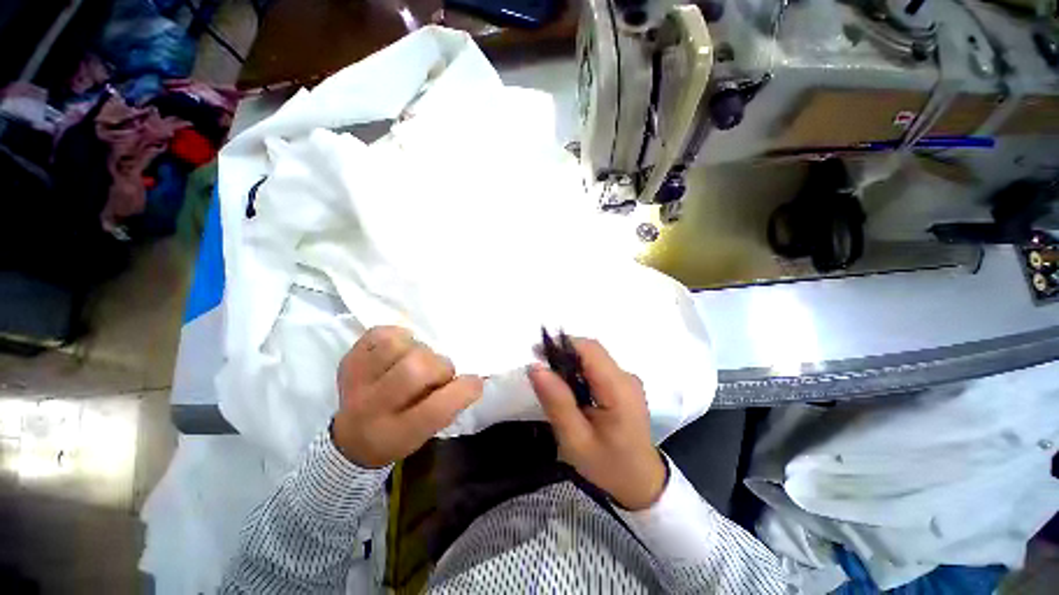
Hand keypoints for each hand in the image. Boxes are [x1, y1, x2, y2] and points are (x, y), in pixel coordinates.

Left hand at [332, 326, 482, 467]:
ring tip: (417, 358)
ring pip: (394, 346)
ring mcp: (356, 381)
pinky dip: (397, 336)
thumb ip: (449, 406)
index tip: (475, 381)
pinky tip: (400, 350)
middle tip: (439, 372)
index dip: (462, 390)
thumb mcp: (428, 433)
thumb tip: (470, 377)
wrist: (353, 438)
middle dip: (439, 366)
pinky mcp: (349, 360)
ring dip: (417, 348)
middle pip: (414, 370)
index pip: (436, 409)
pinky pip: (378, 334)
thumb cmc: (401, 434)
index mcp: (398, 433)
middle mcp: (372, 407)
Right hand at [528, 338, 666, 510]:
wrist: (641, 484)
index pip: (590, 349)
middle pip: (591, 351)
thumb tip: (536, 367)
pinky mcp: (624, 385)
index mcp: (619, 389)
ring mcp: (628, 380)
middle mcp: (626, 377)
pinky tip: (570, 391)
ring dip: (570, 363)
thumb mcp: (575, 441)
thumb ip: (557, 403)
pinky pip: (598, 368)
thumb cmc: (608, 466)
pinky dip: (579, 372)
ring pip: (593, 358)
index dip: (562, 344)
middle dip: (563, 353)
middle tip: (541, 373)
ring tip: (552, 383)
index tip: (537, 352)